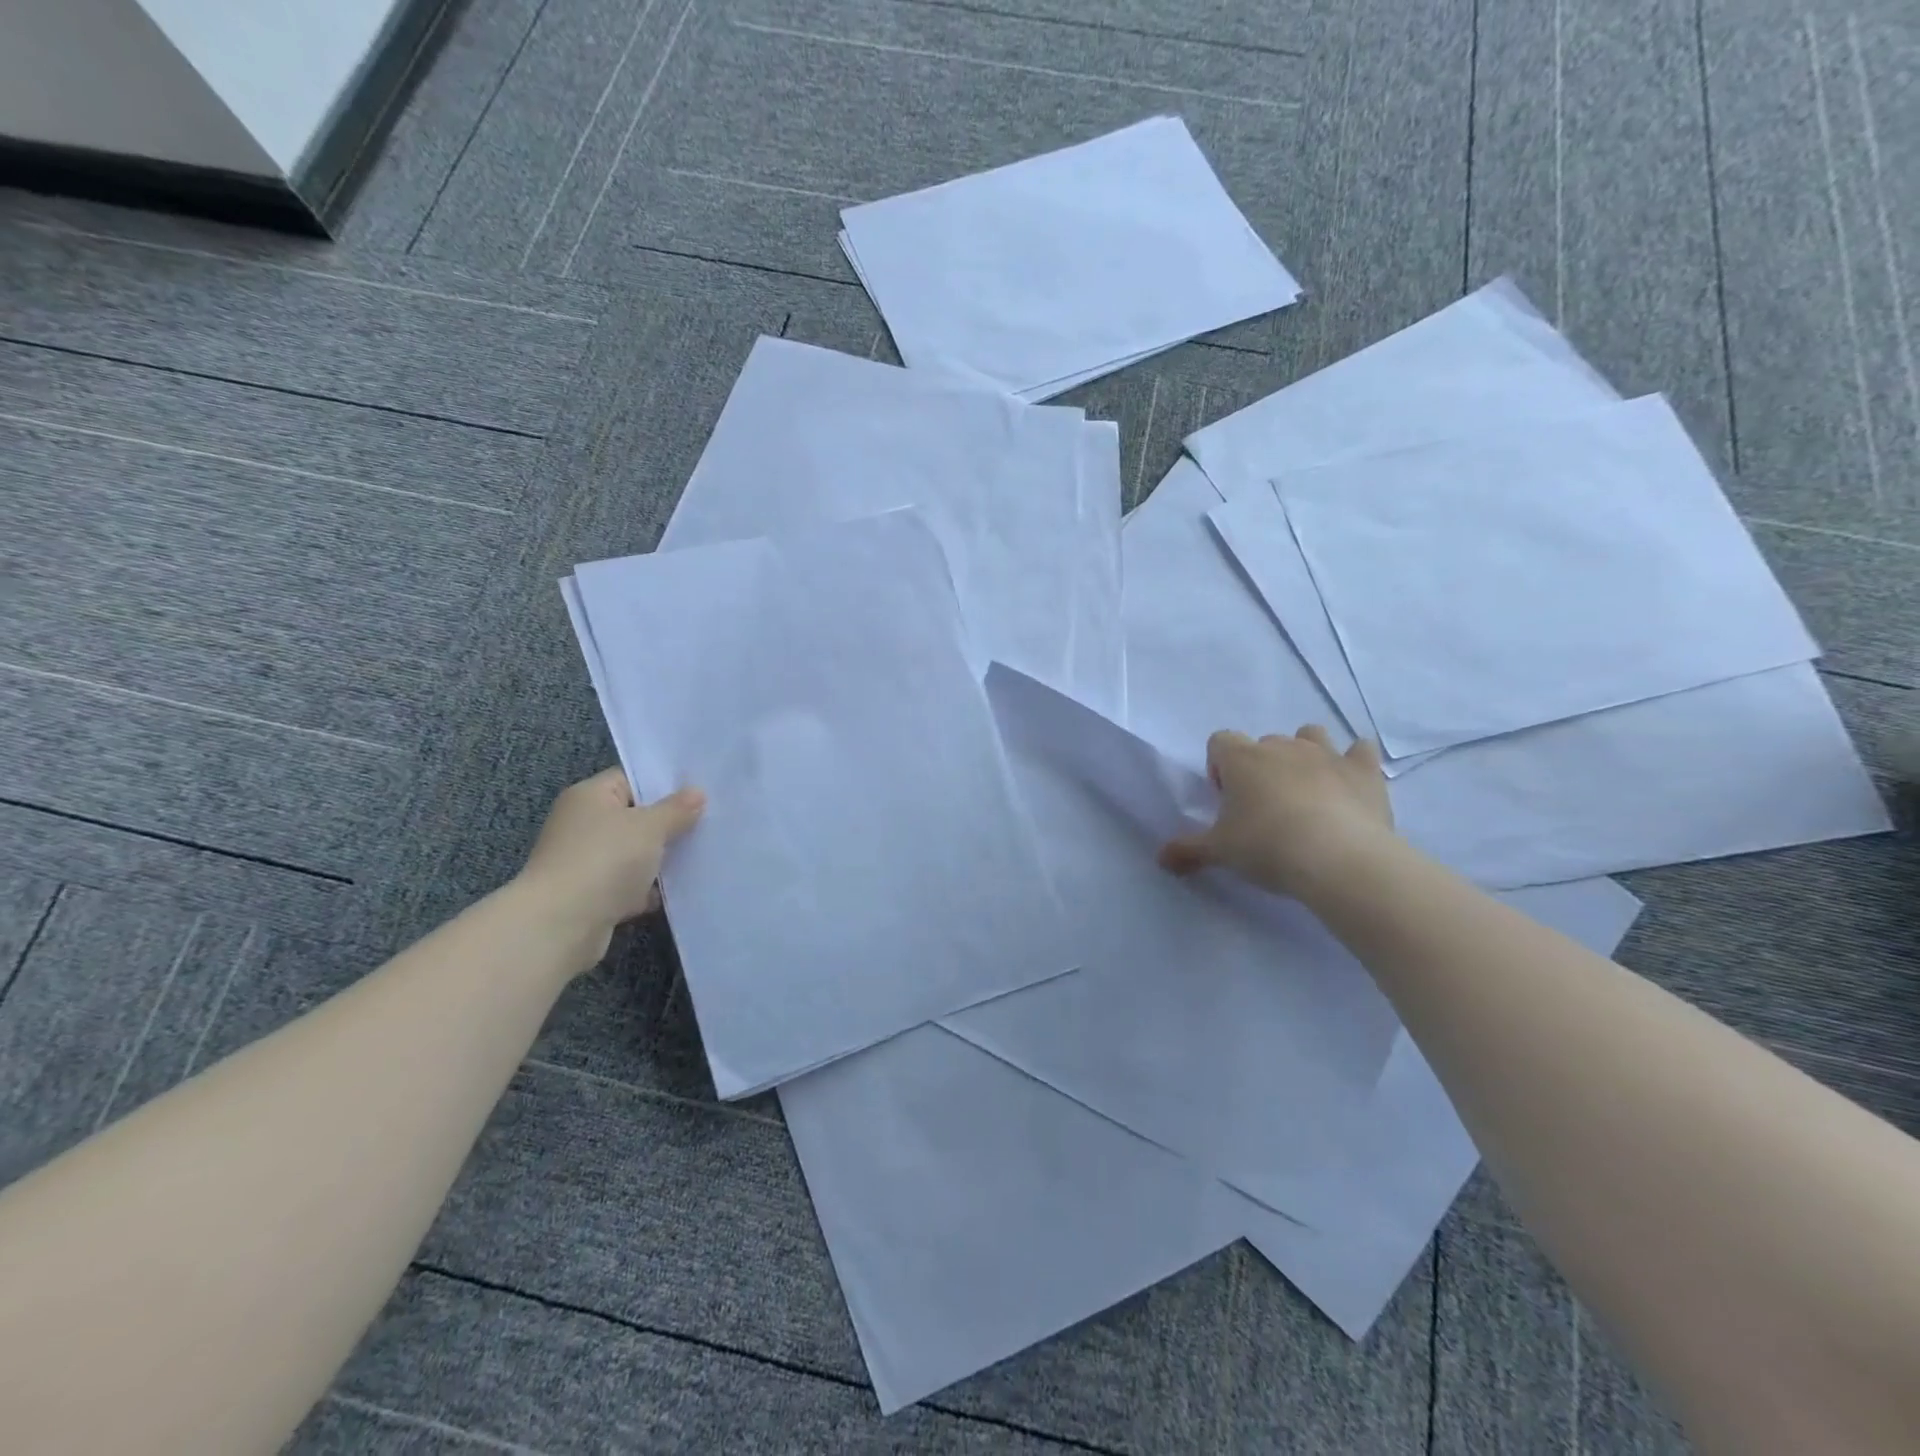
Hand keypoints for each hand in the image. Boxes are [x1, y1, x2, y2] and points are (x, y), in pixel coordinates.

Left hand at [514, 768, 705, 970]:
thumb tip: (697, 793)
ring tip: (702, 855)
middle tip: (709, 823)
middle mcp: (582, 825)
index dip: (664, 784)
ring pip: (634, 854)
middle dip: (668, 824)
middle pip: (634, 817)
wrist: (560, 926)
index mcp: (589, 796)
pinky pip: (628, 885)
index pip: (631, 779)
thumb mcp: (650, 826)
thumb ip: (677, 809)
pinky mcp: (591, 896)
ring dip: (660, 859)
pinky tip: (680, 891)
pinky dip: (649, 889)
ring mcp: (585, 862)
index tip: (700, 793)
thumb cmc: (605, 860)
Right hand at [1159, 727, 1393, 900]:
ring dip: (1305, 754)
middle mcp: (1281, 747)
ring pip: (1310, 735)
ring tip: (1305, 791)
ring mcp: (1326, 754)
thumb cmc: (1267, 847)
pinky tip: (1350, 785)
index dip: (1220, 767)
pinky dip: (1354, 762)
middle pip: (1264, 743)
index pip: (1219, 741)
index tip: (1227, 800)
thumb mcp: (1219, 852)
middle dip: (1261, 767)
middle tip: (1262, 808)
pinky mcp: (1364, 770)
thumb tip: (1161, 858)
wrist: (1339, 859)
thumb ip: (1187, 850)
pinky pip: (1360, 750)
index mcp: (1241, 759)